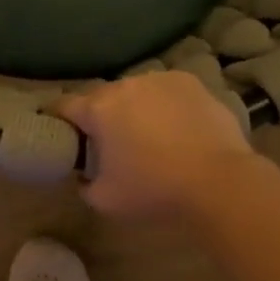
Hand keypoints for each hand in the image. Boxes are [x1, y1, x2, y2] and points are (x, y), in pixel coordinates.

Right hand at [54, 71, 256, 218]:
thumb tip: (85, 175)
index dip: (59, 120)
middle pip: (102, 98)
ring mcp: (161, 79)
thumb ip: (84, 184)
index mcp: (98, 108)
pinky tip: (178, 128)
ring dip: (135, 108)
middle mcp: (125, 85)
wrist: (220, 182)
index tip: (64, 135)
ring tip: (150, 135)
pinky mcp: (191, 83)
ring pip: (137, 92)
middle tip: (112, 143)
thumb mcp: (104, 200)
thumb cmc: (154, 191)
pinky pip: (167, 92)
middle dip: (102, 117)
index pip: (64, 106)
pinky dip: (166, 105)